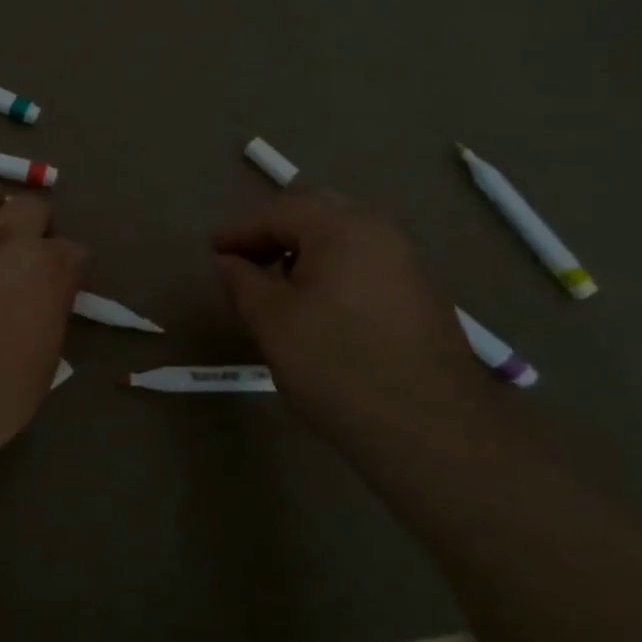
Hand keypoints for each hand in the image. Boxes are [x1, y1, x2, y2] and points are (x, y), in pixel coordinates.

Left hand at [0, 180, 85, 479]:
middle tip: (28, 257)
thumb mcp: (44, 360)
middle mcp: (5, 238)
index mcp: (46, 267)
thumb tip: (44, 297)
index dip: (68, 269)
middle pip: (33, 205)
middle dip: (37, 227)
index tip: (60, 287)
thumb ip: (50, 312)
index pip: (73, 249)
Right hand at [213, 188, 492, 440]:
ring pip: (343, 239)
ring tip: (274, 283)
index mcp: (344, 228)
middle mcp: (381, 232)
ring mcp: (407, 263)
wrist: (430, 429)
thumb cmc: (337, 364)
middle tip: (241, 258)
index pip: (279, 212)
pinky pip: (363, 264)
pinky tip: (316, 305)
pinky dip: (331, 270)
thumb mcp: (272, 321)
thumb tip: (227, 261)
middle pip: (316, 214)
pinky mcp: (420, 296)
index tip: (211, 251)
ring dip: (303, 251)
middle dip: (273, 232)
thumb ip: (242, 282)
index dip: (239, 230)